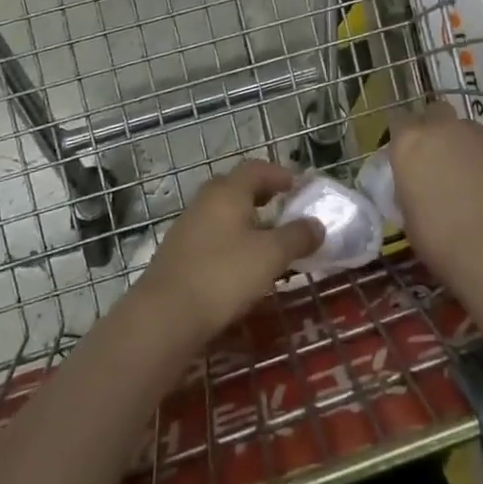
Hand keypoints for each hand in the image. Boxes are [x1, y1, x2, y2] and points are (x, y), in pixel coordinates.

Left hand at [130, 160, 324, 341]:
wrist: (165, 315)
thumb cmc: (224, 275)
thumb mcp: (270, 256)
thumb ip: (297, 237)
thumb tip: (317, 224)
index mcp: (229, 191)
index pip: (257, 168)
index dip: (280, 174)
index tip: (299, 185)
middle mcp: (206, 200)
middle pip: (237, 186)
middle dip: (262, 193)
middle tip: (283, 206)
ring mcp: (187, 226)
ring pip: (222, 212)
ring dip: (245, 218)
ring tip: (266, 237)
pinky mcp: (178, 253)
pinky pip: (211, 234)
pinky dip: (230, 239)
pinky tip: (239, 262)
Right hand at [390, 102, 482, 282]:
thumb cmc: (442, 239)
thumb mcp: (409, 218)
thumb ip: (412, 190)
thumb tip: (419, 189)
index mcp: (410, 142)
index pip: (398, 124)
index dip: (403, 140)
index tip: (405, 160)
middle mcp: (443, 128)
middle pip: (435, 113)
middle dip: (435, 129)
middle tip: (436, 160)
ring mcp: (480, 137)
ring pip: (466, 130)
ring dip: (463, 146)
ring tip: (466, 180)